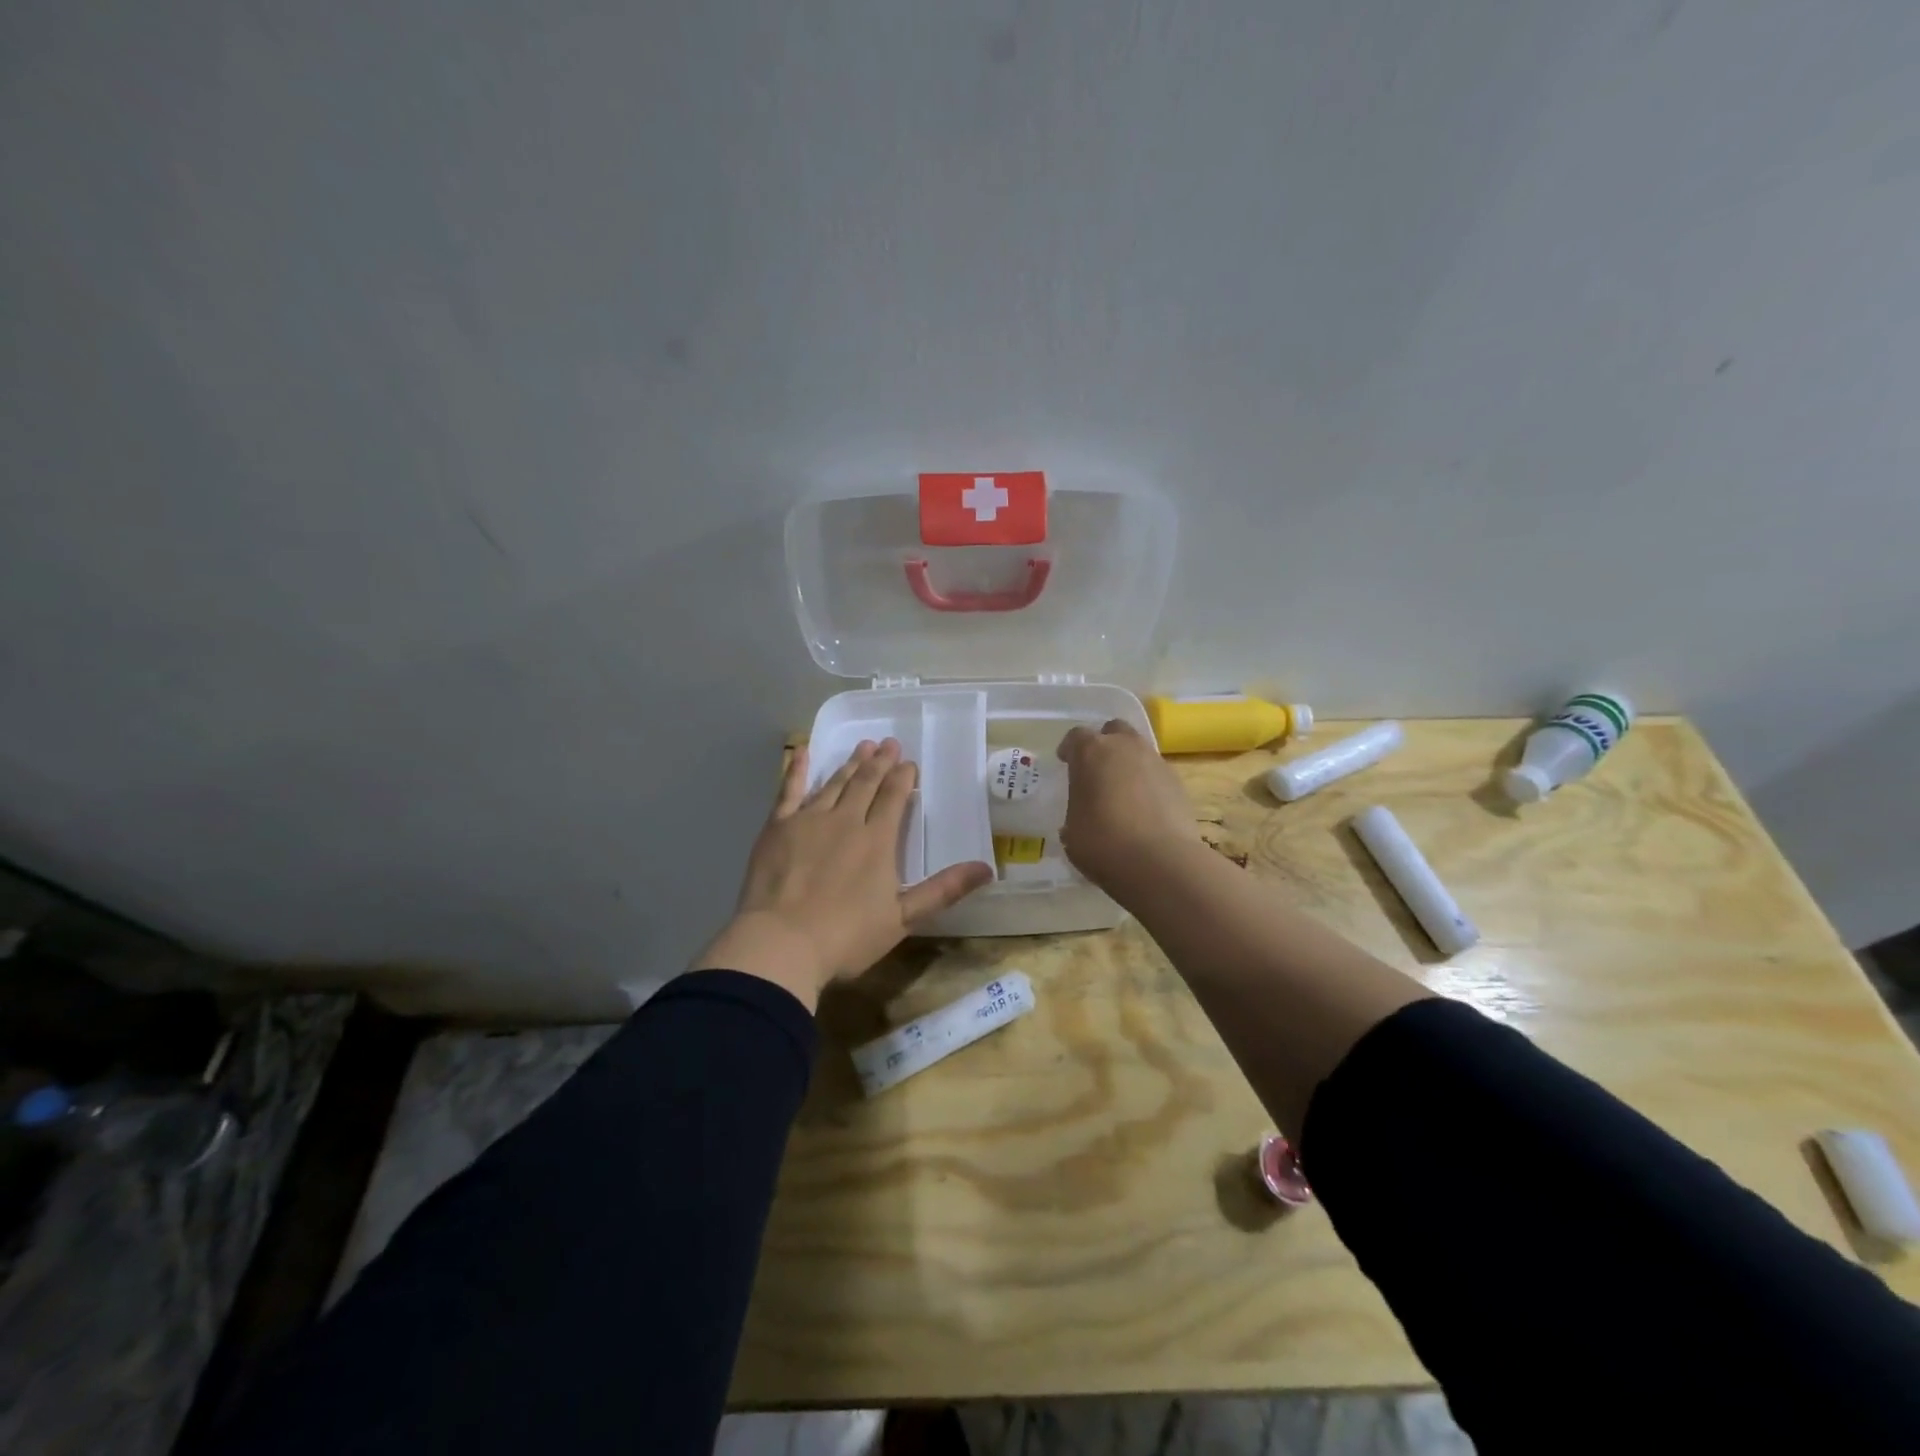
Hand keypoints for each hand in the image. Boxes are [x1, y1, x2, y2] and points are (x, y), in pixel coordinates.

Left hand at [697, 739, 993, 1010]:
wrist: (781, 943)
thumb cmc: (846, 937)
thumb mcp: (903, 918)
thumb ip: (943, 890)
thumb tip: (988, 868)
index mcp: (877, 840)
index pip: (894, 798)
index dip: (903, 778)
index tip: (909, 763)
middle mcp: (846, 820)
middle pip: (866, 784)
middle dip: (880, 763)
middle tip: (888, 743)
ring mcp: (809, 820)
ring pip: (834, 783)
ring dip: (850, 764)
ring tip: (862, 747)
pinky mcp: (778, 827)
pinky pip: (789, 791)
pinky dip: (797, 770)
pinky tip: (803, 752)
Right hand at [1055, 719, 1198, 892]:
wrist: (1160, 862)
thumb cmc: (1103, 842)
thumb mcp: (1072, 831)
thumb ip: (1076, 811)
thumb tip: (1083, 814)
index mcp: (1091, 752)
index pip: (1076, 736)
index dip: (1070, 749)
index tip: (1066, 762)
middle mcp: (1125, 747)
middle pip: (1114, 730)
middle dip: (1105, 744)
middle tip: (1097, 770)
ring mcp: (1156, 761)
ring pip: (1139, 750)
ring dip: (1128, 764)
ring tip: (1122, 792)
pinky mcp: (1178, 782)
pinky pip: (1156, 774)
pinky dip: (1148, 784)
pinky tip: (1144, 810)